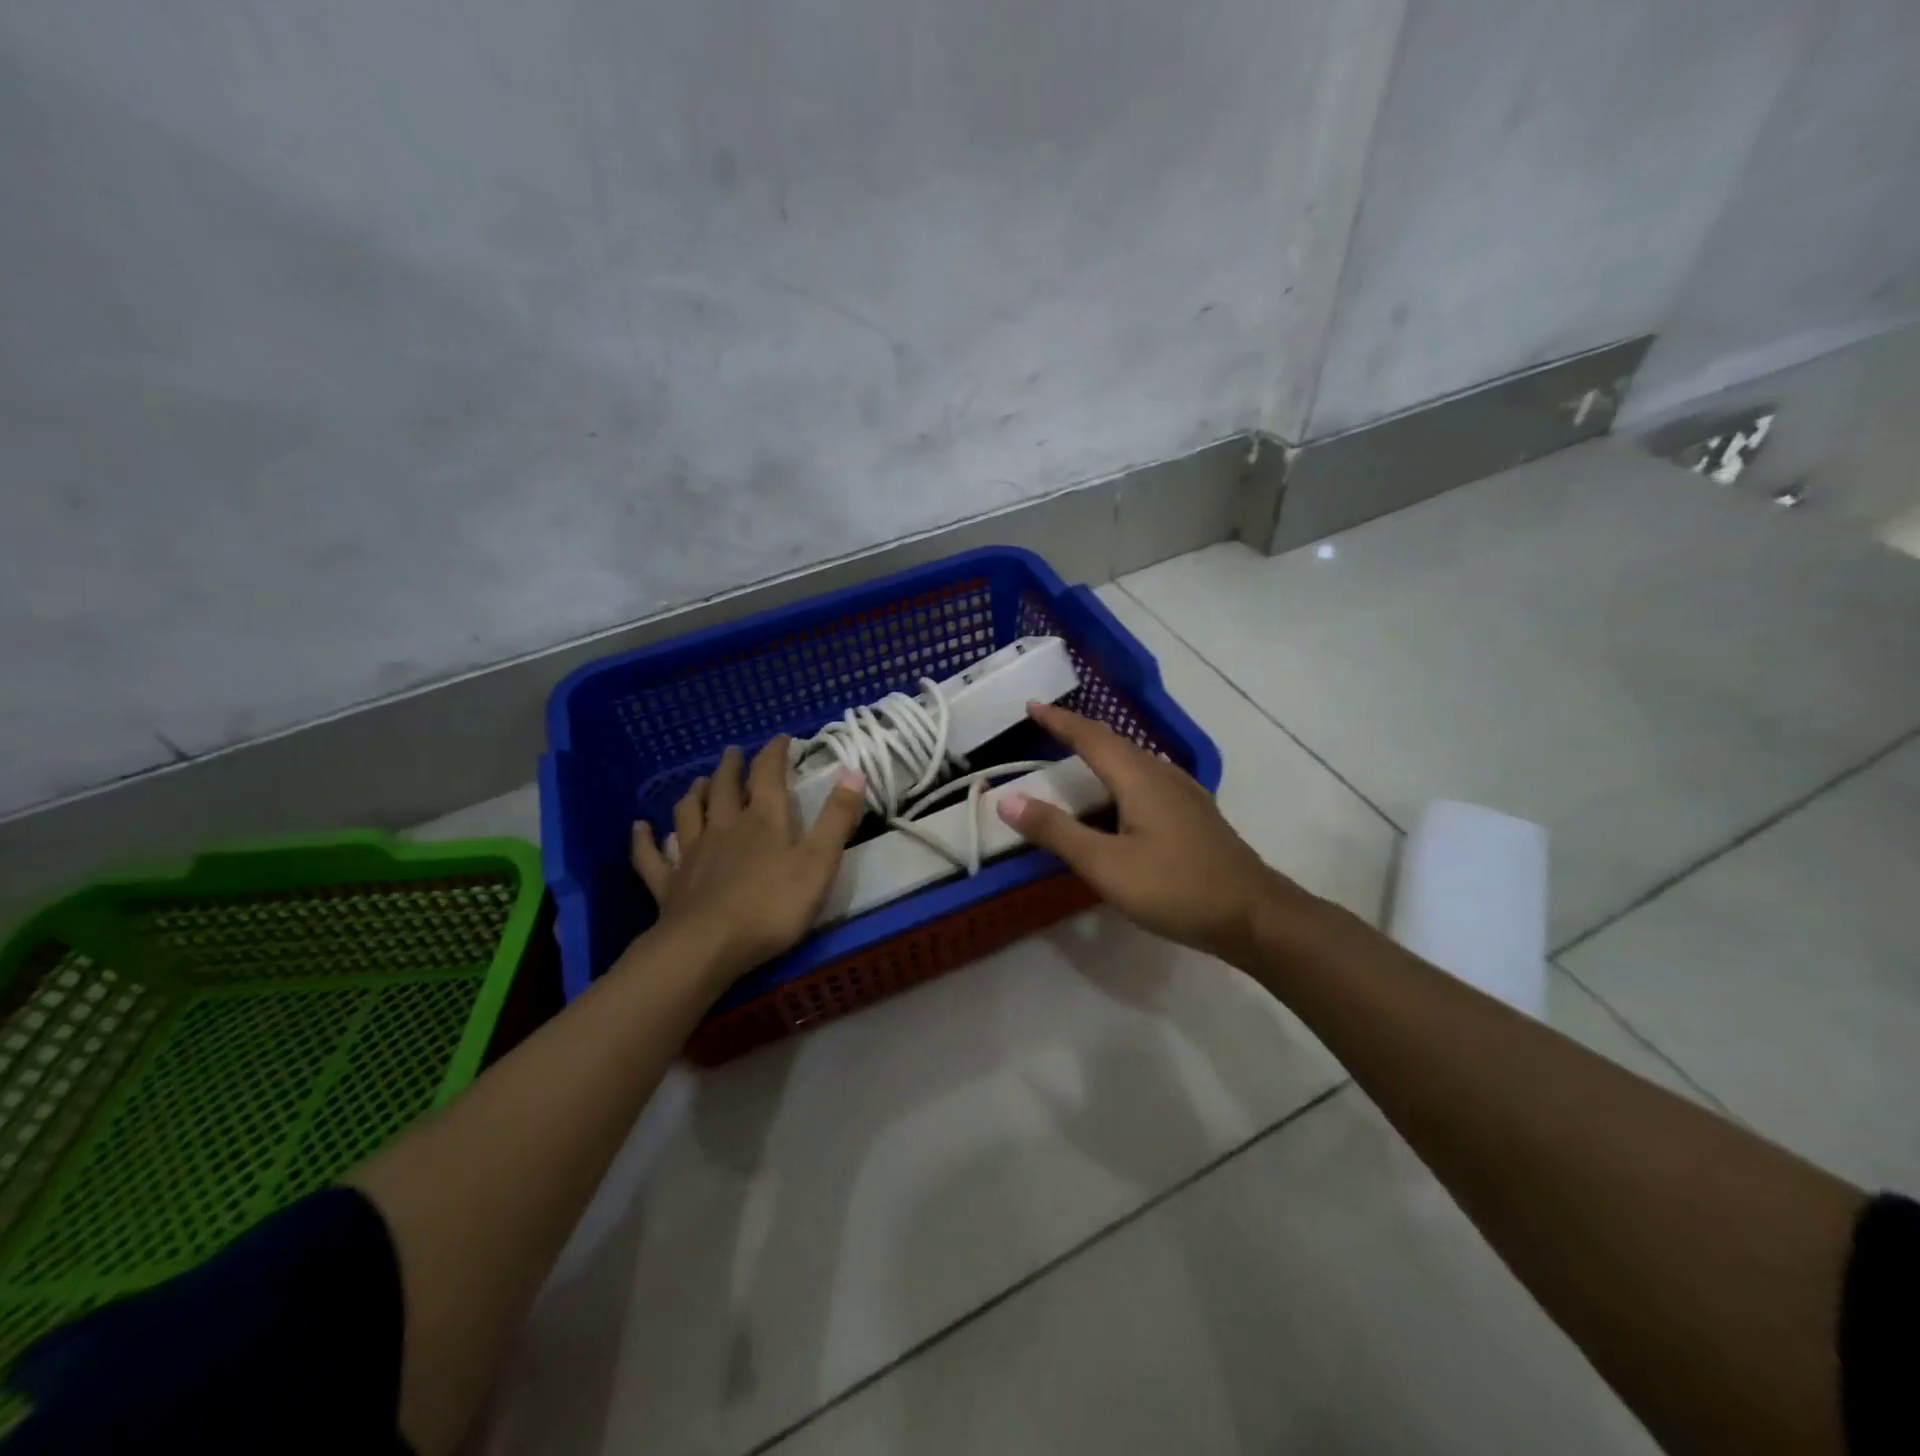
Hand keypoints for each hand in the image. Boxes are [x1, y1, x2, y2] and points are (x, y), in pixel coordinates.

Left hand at [630, 737, 865, 984]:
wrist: (708, 947)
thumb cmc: (772, 906)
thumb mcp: (819, 862)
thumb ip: (837, 819)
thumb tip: (853, 771)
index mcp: (763, 820)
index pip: (768, 775)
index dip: (774, 753)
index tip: (780, 738)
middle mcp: (724, 827)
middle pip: (724, 788)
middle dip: (731, 767)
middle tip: (732, 752)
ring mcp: (692, 854)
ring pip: (688, 813)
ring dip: (694, 794)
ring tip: (698, 782)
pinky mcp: (668, 883)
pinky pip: (651, 856)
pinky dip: (644, 840)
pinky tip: (639, 829)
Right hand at [996, 702, 1315, 964]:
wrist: (1253, 915)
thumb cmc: (1176, 888)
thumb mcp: (1106, 865)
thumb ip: (1057, 832)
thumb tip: (1007, 800)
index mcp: (1139, 778)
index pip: (1091, 737)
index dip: (1059, 720)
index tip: (1031, 705)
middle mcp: (1163, 775)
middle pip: (1115, 742)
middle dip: (1078, 732)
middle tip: (1047, 729)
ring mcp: (1185, 793)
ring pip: (1134, 760)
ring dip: (1101, 753)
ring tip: (1075, 759)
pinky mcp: (1195, 814)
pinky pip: (1147, 778)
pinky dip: (1120, 775)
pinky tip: (1119, 799)